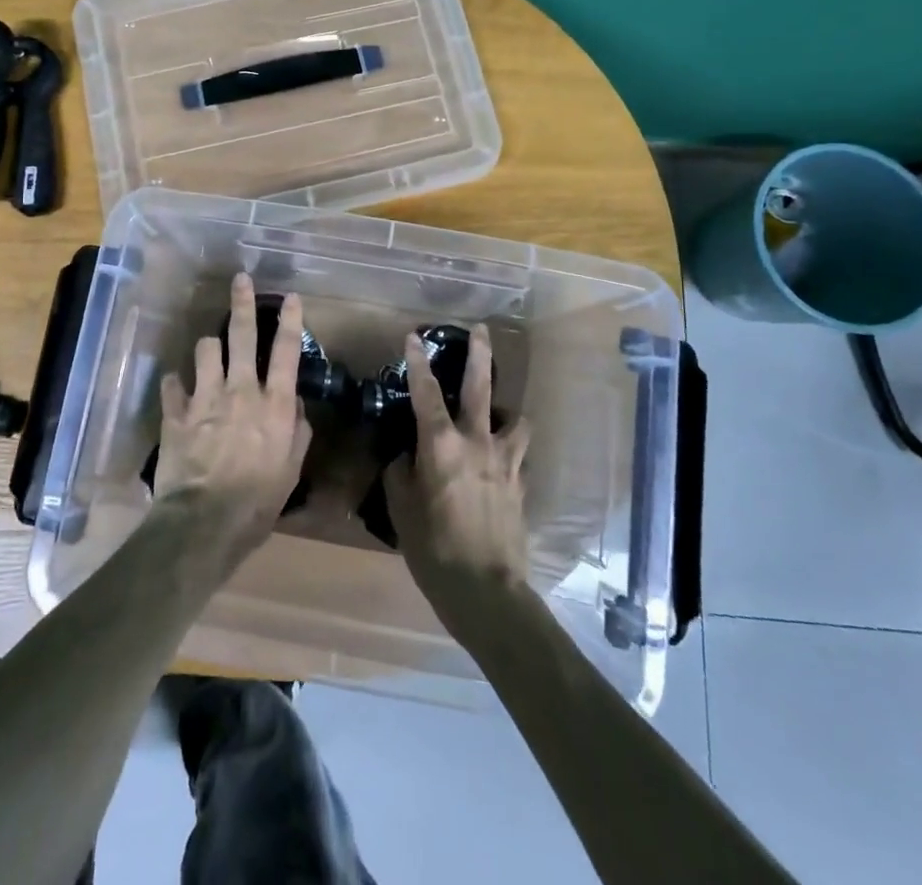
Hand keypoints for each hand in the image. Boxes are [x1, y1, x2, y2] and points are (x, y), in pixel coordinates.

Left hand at [154, 273, 312, 557]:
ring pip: (205, 350)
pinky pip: (172, 384)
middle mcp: (241, 390)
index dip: (290, 320)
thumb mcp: (291, 471)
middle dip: (242, 303)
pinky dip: (175, 384)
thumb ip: (297, 432)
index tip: (290, 296)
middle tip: (240, 279)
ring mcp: (205, 398)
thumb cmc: (257, 502)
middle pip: (242, 335)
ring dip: (209, 347)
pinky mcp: (176, 413)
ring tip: (210, 350)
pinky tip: (176, 388)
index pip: (286, 352)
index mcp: (274, 404)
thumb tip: (296, 406)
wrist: (204, 522)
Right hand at [384, 324, 531, 627]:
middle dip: (480, 355)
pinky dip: (510, 447)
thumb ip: (400, 475)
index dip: (418, 362)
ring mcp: (505, 461)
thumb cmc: (434, 550)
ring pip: (513, 418)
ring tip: (498, 411)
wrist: (487, 591)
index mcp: (441, 446)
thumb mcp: (401, 511)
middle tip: (481, 330)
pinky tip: (502, 459)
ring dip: (505, 408)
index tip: (414, 337)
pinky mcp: (520, 483)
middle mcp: (476, 443)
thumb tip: (405, 457)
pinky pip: (518, 453)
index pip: (425, 393)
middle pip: (480, 388)